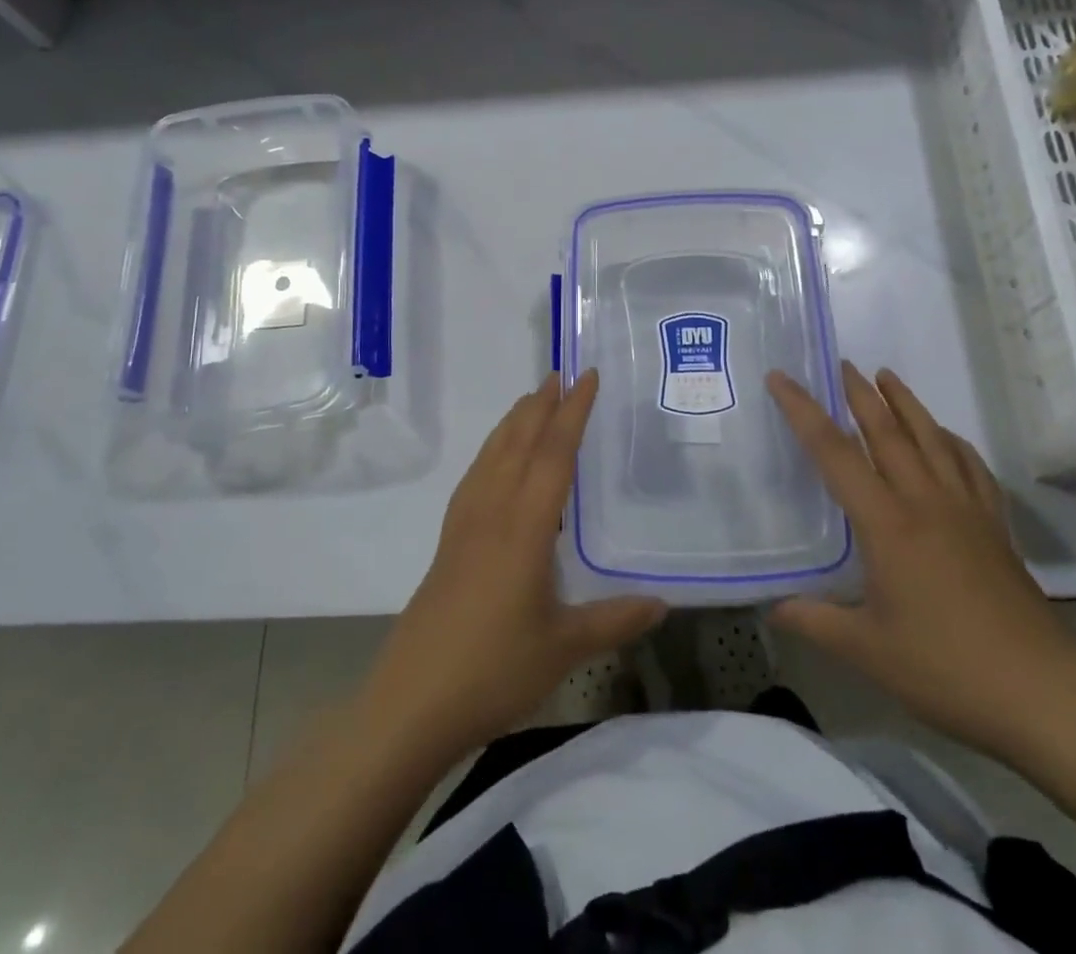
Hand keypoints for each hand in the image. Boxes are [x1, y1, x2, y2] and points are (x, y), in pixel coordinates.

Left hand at [363, 370, 666, 756]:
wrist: (412, 701)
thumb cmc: (493, 670)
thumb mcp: (565, 648)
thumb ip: (615, 620)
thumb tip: (663, 603)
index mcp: (525, 526)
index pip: (553, 454)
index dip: (573, 412)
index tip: (587, 377)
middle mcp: (492, 512)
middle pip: (518, 442)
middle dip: (541, 405)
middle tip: (560, 374)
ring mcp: (464, 525)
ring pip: (492, 456)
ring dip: (513, 422)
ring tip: (531, 401)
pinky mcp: (448, 543)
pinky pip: (474, 478)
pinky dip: (491, 452)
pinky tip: (495, 462)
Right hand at [765, 362, 1075, 761]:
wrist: (1044, 695)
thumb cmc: (947, 669)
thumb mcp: (866, 651)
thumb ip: (814, 621)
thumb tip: (771, 607)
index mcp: (887, 523)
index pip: (834, 452)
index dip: (803, 411)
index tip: (781, 377)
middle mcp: (925, 502)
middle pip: (887, 432)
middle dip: (860, 394)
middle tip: (841, 363)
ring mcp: (966, 511)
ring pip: (932, 439)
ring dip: (906, 403)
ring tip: (887, 376)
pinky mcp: (995, 528)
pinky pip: (971, 468)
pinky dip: (953, 442)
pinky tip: (946, 438)